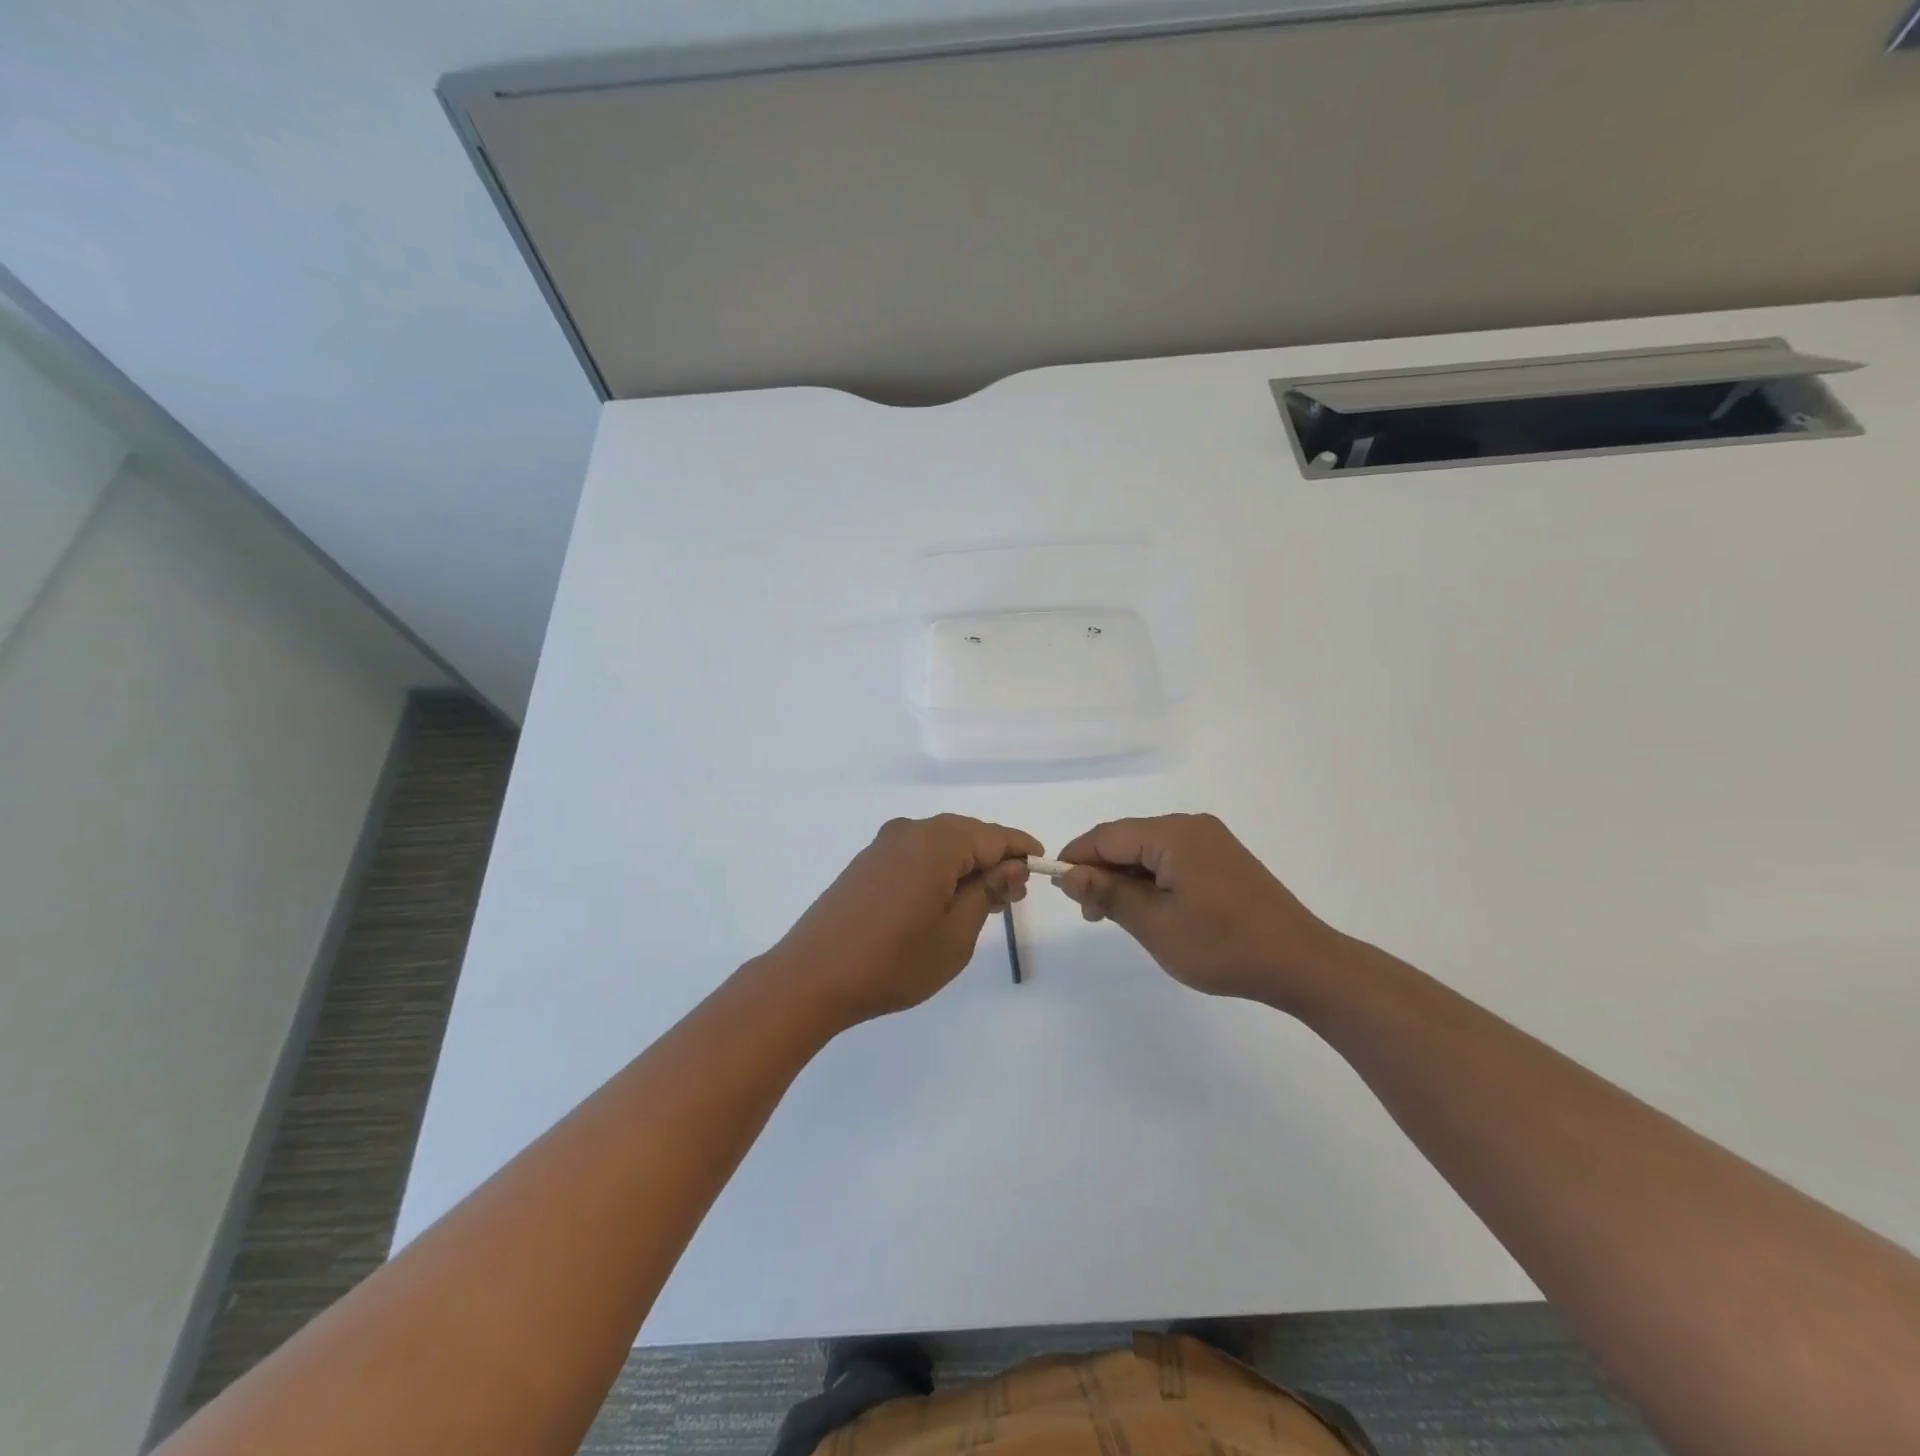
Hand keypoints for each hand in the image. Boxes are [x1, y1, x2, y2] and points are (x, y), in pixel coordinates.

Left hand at [767, 815, 1040, 1029]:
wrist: (812, 978)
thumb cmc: (893, 961)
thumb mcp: (956, 934)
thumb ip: (987, 893)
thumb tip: (1010, 868)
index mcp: (936, 842)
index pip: (993, 836)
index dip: (1021, 850)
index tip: (1041, 867)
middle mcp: (909, 832)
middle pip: (966, 835)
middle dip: (994, 860)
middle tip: (1012, 897)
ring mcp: (883, 846)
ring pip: (940, 845)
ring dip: (965, 866)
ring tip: (983, 903)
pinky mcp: (866, 864)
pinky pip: (916, 855)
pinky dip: (938, 870)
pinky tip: (944, 900)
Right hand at [1054, 813, 1344, 1007]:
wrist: (1301, 962)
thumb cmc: (1223, 947)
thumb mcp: (1156, 925)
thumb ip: (1109, 894)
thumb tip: (1069, 874)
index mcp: (1173, 835)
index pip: (1106, 836)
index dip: (1077, 858)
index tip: (1059, 890)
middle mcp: (1190, 826)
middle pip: (1127, 839)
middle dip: (1102, 871)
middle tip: (1091, 914)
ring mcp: (1210, 840)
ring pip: (1148, 850)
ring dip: (1126, 878)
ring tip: (1118, 917)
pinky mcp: (1222, 857)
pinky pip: (1172, 858)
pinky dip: (1152, 879)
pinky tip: (1152, 909)